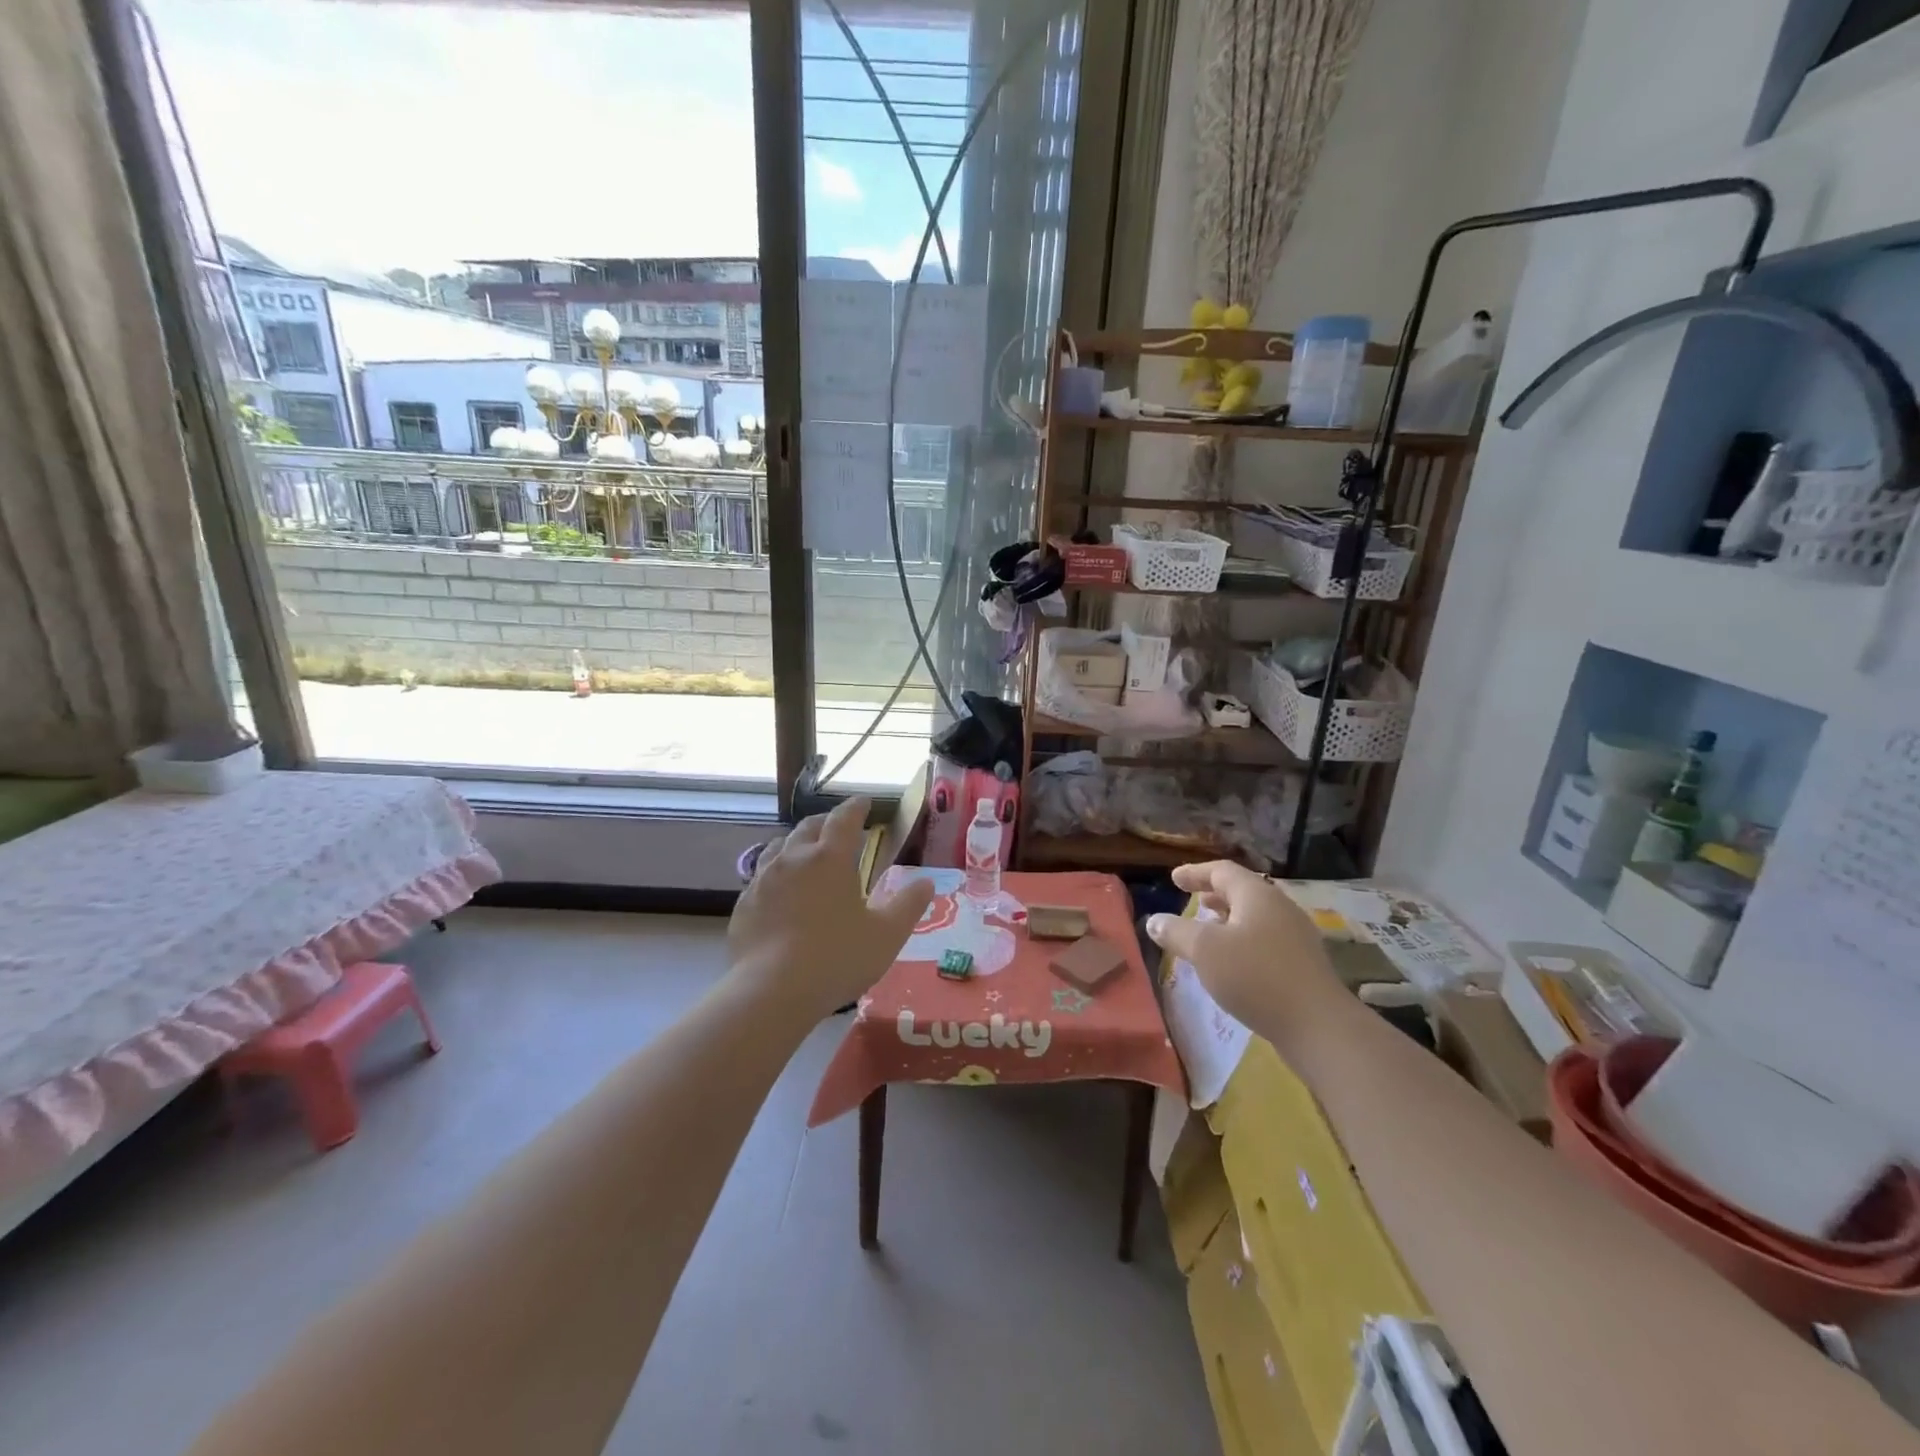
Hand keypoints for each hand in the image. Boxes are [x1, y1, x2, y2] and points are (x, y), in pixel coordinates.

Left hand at [726, 797, 933, 1021]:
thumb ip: (908, 906)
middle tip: (836, 826)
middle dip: (825, 822)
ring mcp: (763, 880)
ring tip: (803, 851)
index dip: (855, 808)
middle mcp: (793, 859)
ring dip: (795, 843)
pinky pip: (759, 877)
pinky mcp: (744, 904)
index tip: (863, 803)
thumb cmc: (838, 957)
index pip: (844, 819)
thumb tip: (926, 883)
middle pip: (808, 827)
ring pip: (778, 847)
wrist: (773, 991)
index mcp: (830, 858)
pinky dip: (774, 874)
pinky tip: (778, 891)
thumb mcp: (886, 935)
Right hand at [1144, 861, 1348, 1052]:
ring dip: (1229, 919)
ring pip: (1255, 917)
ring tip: (1209, 930)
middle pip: (1243, 891)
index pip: (1222, 871)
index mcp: (1257, 895)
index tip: (1174, 878)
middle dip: (1215, 895)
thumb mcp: (1205, 950)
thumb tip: (1154, 920)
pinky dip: (1243, 940)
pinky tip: (1233, 962)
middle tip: (1193, 900)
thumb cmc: (1255, 976)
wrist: (1318, 1026)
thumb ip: (1176, 931)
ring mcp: (1296, 937)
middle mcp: (1280, 908)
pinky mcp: (1303, 965)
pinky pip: (1266, 940)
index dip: (1195, 873)